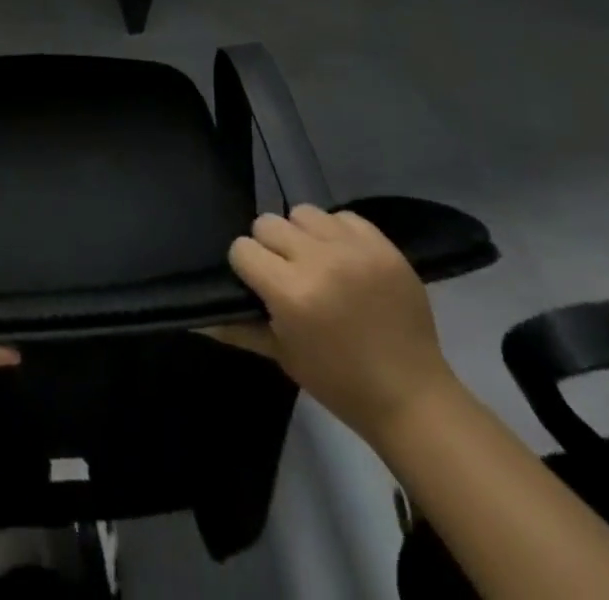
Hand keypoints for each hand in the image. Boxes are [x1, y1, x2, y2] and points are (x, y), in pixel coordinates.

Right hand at [212, 206, 459, 443]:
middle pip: (268, 223)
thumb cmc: (339, 382)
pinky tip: (345, 260)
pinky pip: (342, 216)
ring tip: (316, 261)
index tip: (258, 284)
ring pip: (303, 212)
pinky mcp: (383, 245)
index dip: (247, 266)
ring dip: (303, 235)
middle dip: (271, 247)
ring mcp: (354, 250)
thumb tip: (196, 318)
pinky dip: (337, 233)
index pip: (243, 248)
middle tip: (287, 273)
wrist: (412, 397)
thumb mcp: (282, 356)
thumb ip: (238, 328)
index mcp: (291, 293)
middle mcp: (319, 261)